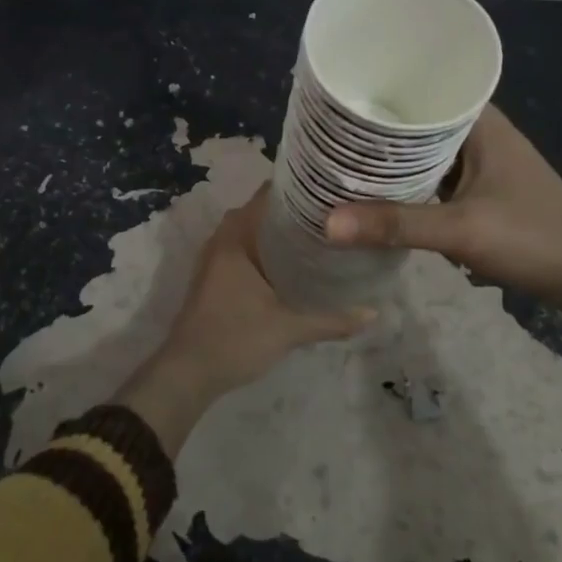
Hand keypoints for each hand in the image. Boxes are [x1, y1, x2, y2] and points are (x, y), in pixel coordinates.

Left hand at [119, 187, 374, 454]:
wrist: (187, 373)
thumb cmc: (235, 339)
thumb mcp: (289, 329)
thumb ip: (332, 320)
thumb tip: (373, 312)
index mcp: (235, 239)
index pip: (266, 195)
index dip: (296, 188)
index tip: (328, 189)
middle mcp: (221, 240)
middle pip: (259, 211)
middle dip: (291, 211)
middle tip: (330, 214)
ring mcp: (214, 259)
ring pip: (249, 231)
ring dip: (276, 231)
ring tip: (316, 234)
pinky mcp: (213, 277)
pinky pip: (242, 249)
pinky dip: (264, 249)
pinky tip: (291, 264)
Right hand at [324, 105, 561, 314]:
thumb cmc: (534, 237)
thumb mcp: (462, 230)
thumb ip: (395, 225)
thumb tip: (326, 223)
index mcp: (479, 122)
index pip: (421, 87)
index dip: (377, 89)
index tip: (334, 97)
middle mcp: (478, 133)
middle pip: (416, 121)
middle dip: (374, 129)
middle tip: (323, 132)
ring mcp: (480, 163)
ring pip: (422, 152)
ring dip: (389, 159)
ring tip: (338, 158)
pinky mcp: (480, 190)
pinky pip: (431, 176)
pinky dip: (406, 182)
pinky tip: (375, 192)